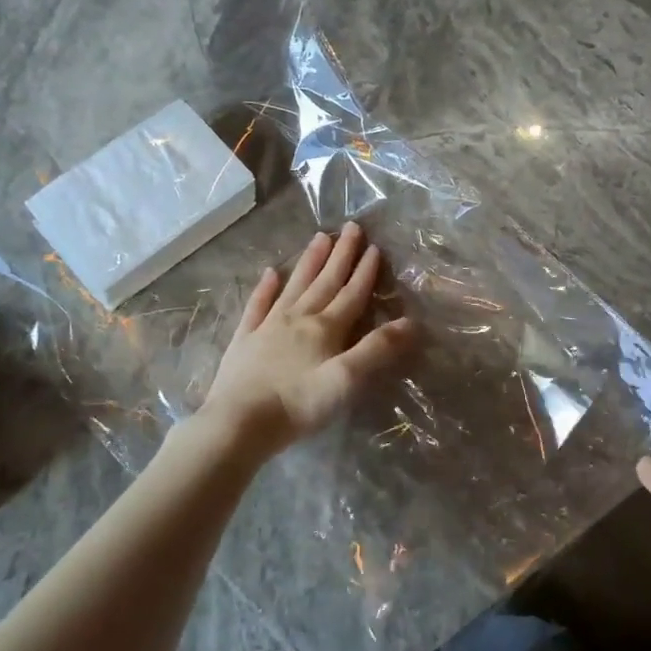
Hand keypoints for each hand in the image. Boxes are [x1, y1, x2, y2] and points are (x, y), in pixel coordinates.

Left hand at [201, 222, 414, 453]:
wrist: (239, 423)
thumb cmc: (299, 404)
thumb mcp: (347, 379)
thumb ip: (378, 349)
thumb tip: (412, 322)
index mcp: (325, 328)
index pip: (351, 294)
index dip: (365, 271)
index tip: (374, 247)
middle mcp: (298, 319)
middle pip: (324, 281)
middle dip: (340, 255)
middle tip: (350, 227)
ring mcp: (268, 327)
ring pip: (294, 286)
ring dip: (309, 262)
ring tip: (319, 237)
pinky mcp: (245, 341)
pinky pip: (258, 306)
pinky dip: (265, 288)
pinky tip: (270, 274)